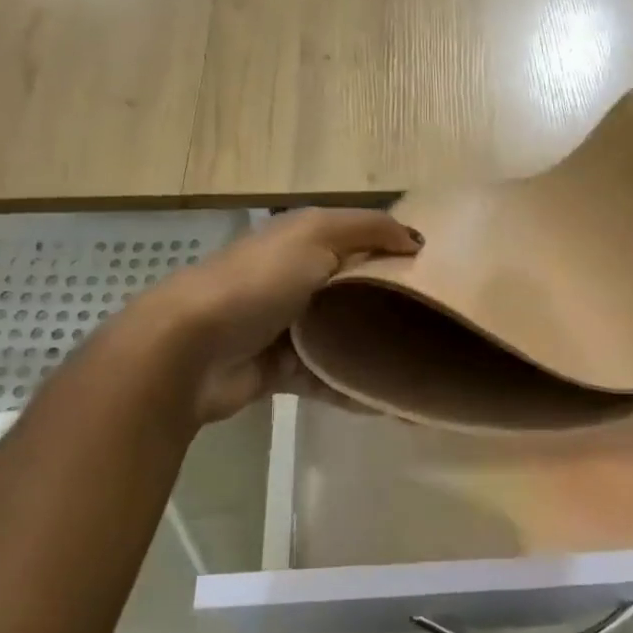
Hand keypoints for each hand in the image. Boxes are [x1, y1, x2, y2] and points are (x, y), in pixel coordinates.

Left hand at [140, 209, 420, 423]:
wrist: (190, 350)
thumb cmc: (258, 282)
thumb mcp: (315, 234)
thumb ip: (369, 229)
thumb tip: (417, 239)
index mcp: (302, 241)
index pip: (360, 240)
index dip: (397, 251)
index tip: (442, 271)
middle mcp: (296, 280)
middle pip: (355, 290)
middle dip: (393, 305)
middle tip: (440, 324)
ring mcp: (286, 328)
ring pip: (343, 338)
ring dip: (376, 352)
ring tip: (421, 369)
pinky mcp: (280, 371)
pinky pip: (327, 379)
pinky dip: (354, 389)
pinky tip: (392, 403)